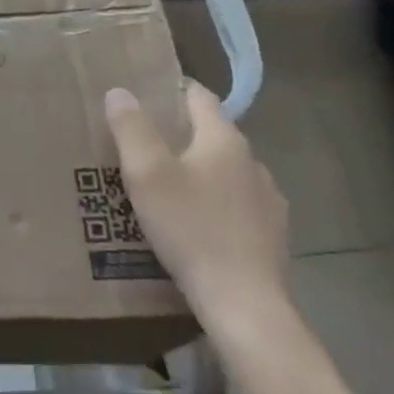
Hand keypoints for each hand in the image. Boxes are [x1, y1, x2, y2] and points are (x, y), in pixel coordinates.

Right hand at [103, 82, 288, 330]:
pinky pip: (238, 205)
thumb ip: (131, 128)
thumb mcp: (146, 174)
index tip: (145, 96)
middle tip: (143, 146)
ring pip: (226, 171)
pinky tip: (197, 225)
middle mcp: (252, 162)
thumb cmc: (189, 228)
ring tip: (168, 189)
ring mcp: (268, 200)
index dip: (173, 91)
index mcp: (224, 140)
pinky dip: (217, 204)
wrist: (243, 302)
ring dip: (201, 172)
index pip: (200, 96)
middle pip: (212, 134)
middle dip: (180, 135)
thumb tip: (120, 92)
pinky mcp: (272, 234)